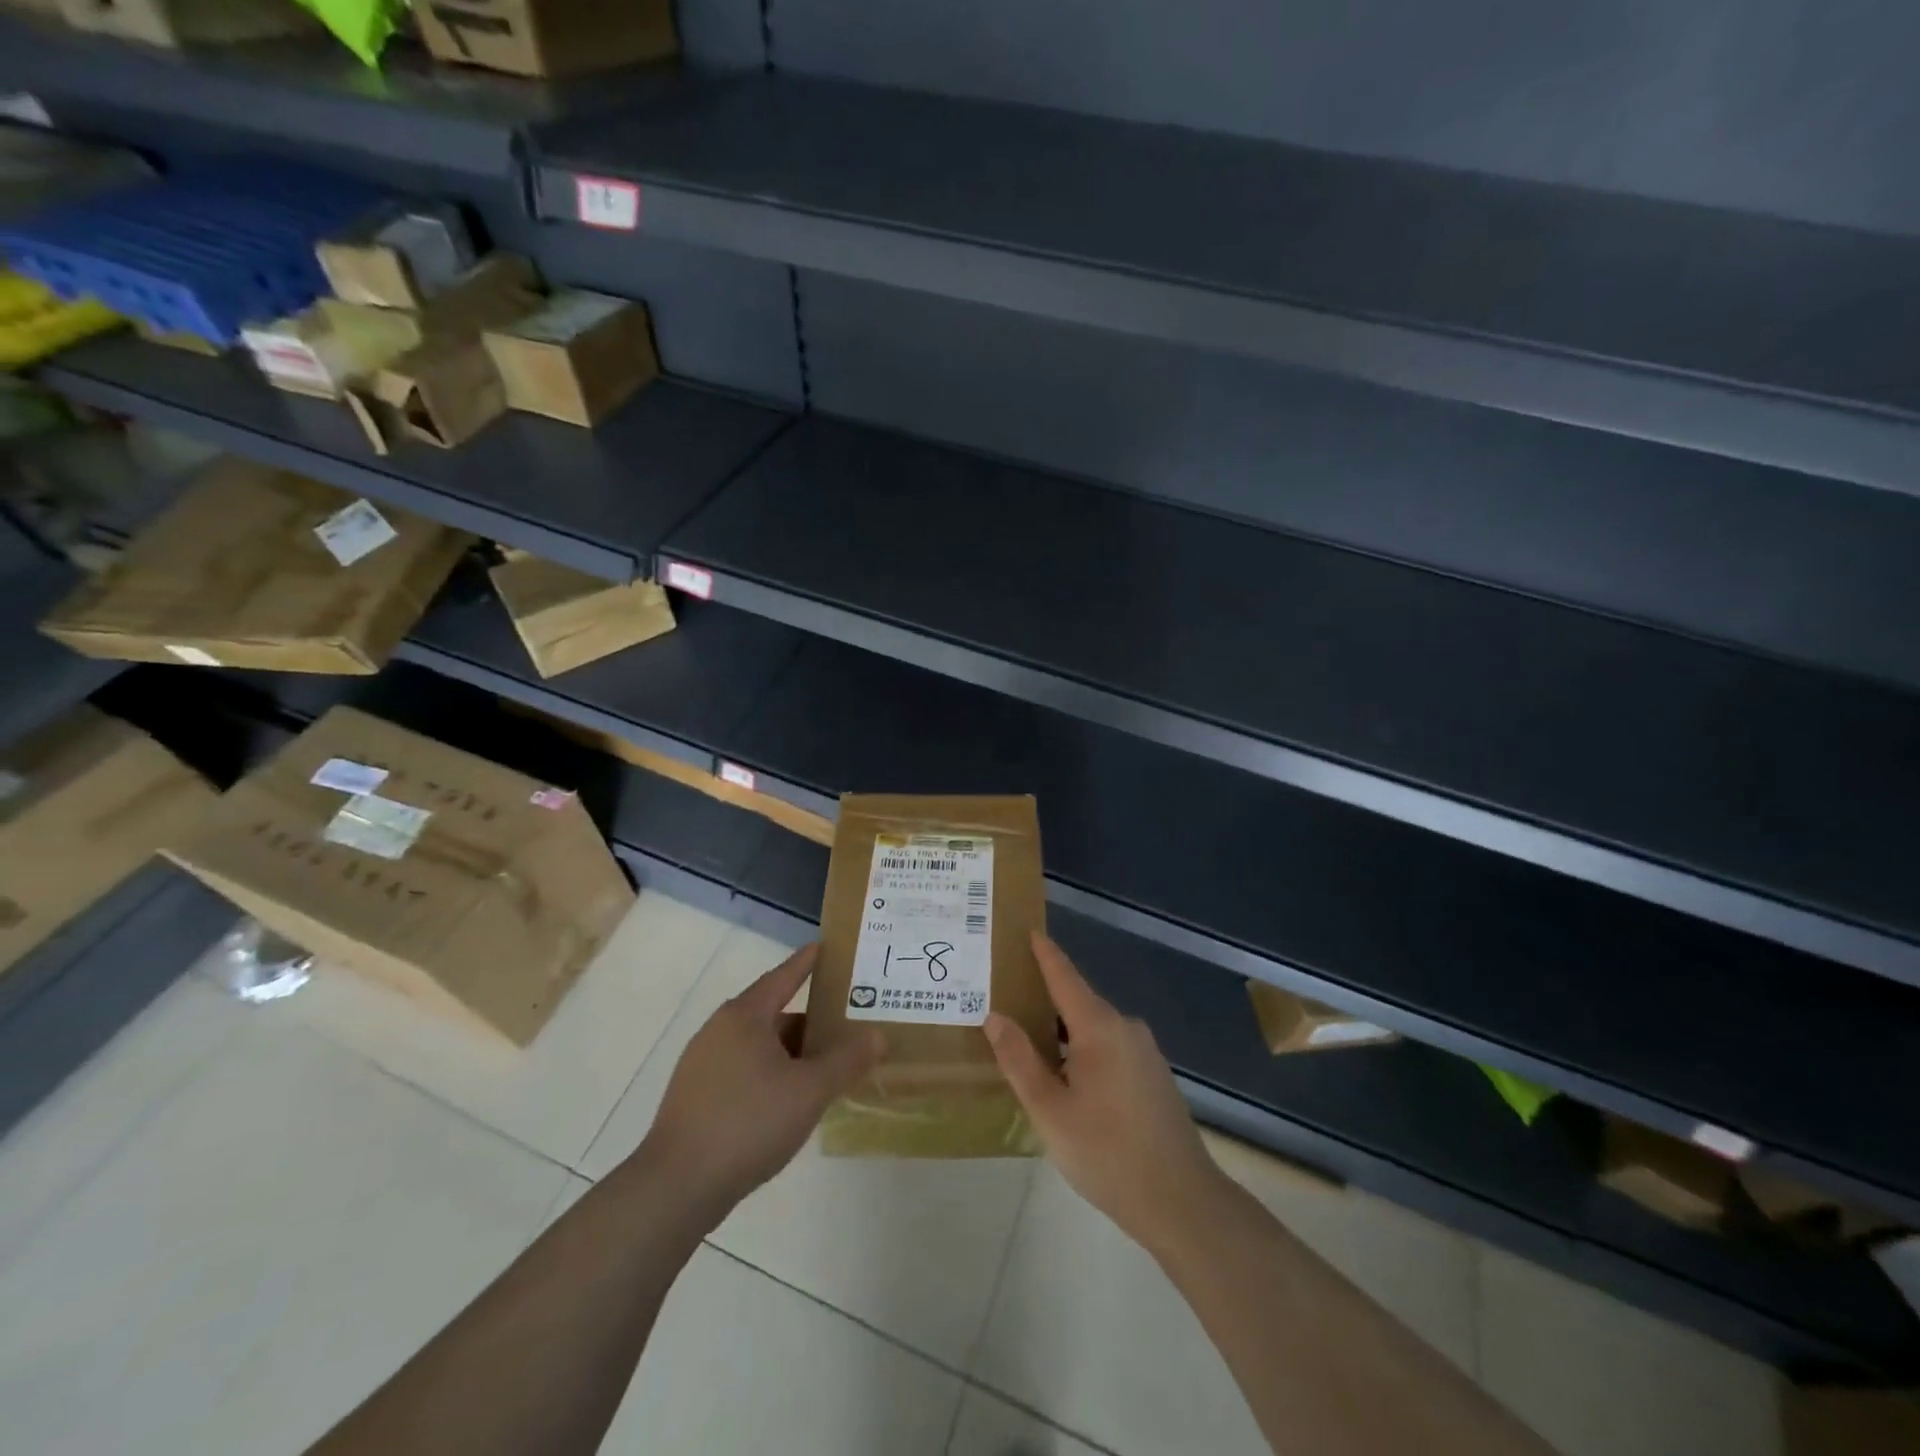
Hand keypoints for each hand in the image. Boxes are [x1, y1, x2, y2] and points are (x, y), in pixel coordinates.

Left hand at [641, 944, 882, 1224]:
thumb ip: (847, 1061)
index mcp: (744, 1016)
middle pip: (774, 1014)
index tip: (826, 948)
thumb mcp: (809, 1091)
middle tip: (846, 1026)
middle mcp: (720, 1030)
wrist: (677, 1187)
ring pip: (759, 1046)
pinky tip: (790, 1100)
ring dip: (792, 1053)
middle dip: (810, 1021)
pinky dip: (771, 1073)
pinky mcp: (696, 1096)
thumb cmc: (748, 1123)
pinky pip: (744, 1070)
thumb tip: (878, 1035)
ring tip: (826, 1067)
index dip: (807, 963)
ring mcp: (703, 1064)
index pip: (784, 977)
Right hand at [986, 932, 1228, 1255]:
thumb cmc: (1107, 1152)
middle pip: (1078, 1002)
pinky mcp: (1153, 1076)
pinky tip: (1066, 1077)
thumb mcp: (1050, 1110)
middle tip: (1006, 999)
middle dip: (1044, 998)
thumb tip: (995, 1016)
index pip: (1064, 976)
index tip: (1028, 930)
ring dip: (1063, 1031)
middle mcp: (1125, 1028)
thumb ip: (1020, 1060)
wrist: (1181, 1201)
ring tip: (1028, 1041)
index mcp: (1099, 1027)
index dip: (1044, 953)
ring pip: (1093, 1029)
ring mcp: (1144, 1052)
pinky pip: (1109, 1048)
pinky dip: (1083, 1050)